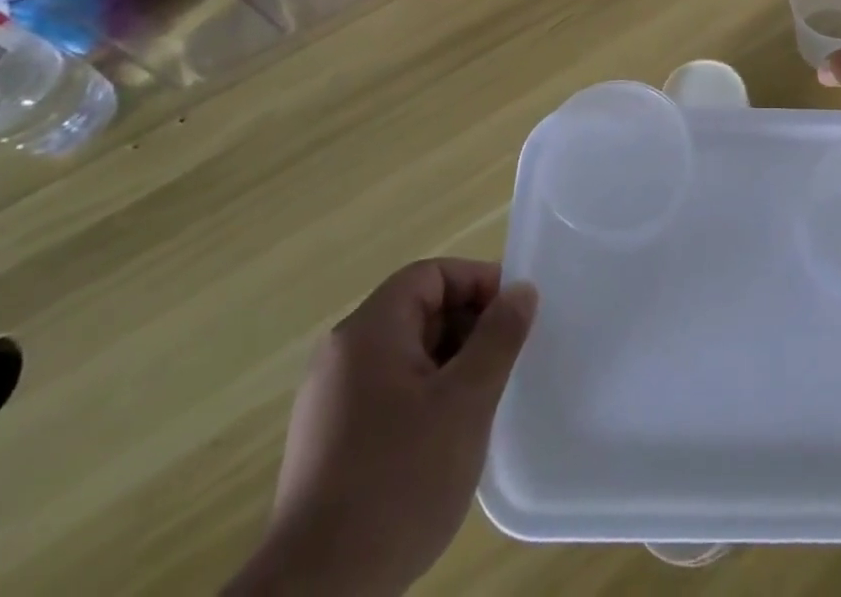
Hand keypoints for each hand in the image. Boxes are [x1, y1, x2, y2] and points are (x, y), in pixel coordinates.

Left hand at [225, 260, 538, 596]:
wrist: (318, 596)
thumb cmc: (399, 481)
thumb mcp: (466, 401)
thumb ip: (498, 337)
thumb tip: (521, 290)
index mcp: (368, 331)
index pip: (430, 275)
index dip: (477, 283)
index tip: (513, 315)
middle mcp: (342, 354)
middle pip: (417, 311)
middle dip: (467, 326)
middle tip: (504, 360)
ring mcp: (330, 400)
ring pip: (405, 354)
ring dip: (449, 364)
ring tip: (481, 401)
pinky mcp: (328, 441)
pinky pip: (387, 391)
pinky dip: (424, 396)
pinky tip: (445, 438)